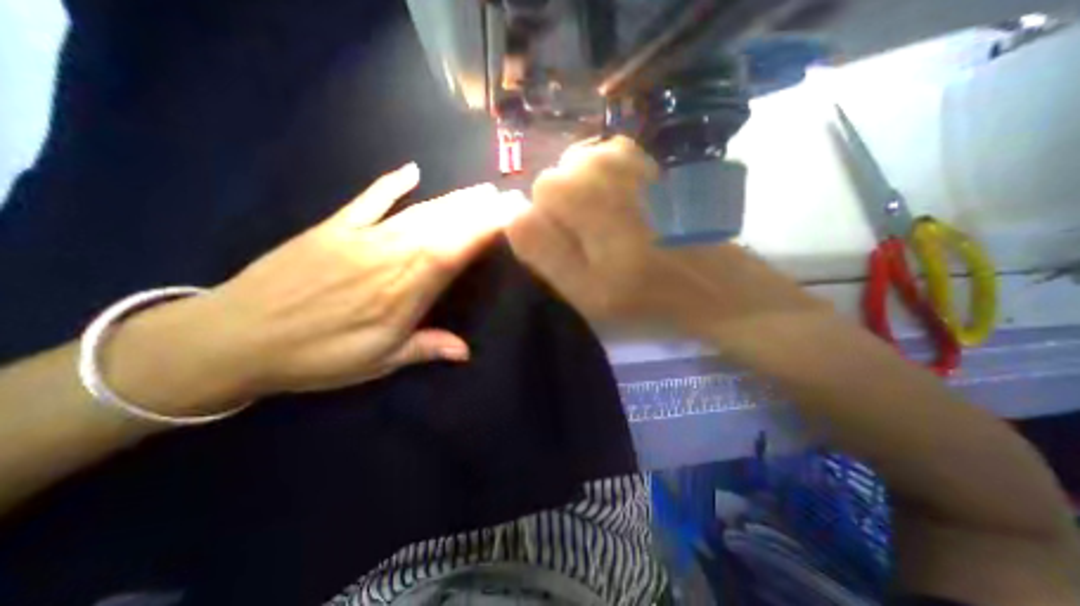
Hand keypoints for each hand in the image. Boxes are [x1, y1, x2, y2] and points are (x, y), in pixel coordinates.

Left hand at [104, 162, 527, 416]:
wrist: (233, 338)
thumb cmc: (316, 357)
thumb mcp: (378, 362)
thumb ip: (426, 349)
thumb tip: (467, 352)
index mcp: (404, 291)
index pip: (454, 251)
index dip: (483, 231)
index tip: (508, 219)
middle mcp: (390, 256)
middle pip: (443, 225)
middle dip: (478, 210)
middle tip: (505, 198)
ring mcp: (361, 237)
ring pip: (419, 212)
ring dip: (453, 199)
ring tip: (479, 191)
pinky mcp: (333, 227)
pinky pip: (369, 200)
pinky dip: (390, 184)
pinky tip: (411, 171)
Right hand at [508, 138, 828, 341]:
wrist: (706, 281)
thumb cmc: (642, 295)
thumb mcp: (583, 290)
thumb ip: (543, 251)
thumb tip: (514, 212)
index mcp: (589, 204)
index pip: (540, 191)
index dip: (547, 222)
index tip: (570, 248)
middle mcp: (607, 167)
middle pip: (558, 176)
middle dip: (564, 209)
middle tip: (590, 240)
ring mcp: (631, 158)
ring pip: (578, 167)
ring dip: (583, 196)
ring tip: (607, 226)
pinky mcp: (647, 160)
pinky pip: (603, 161)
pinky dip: (602, 183)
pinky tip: (621, 208)